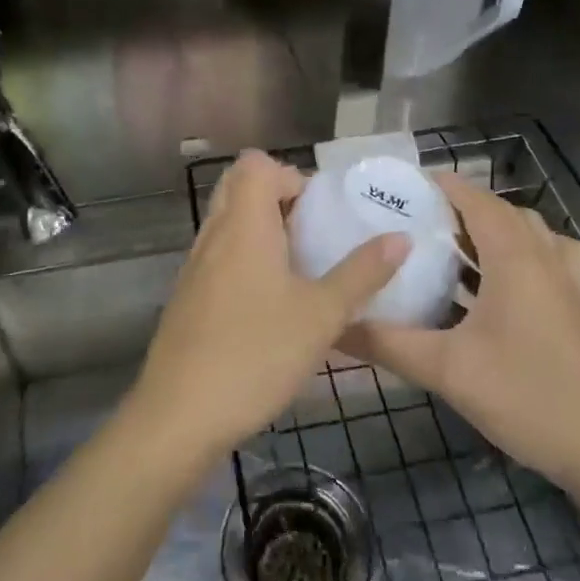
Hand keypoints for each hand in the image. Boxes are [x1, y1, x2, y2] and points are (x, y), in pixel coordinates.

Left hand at [128, 150, 405, 465]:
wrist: (179, 416)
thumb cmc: (256, 355)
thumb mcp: (321, 316)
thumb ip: (362, 273)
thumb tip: (400, 238)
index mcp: (244, 224)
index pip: (257, 165)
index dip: (290, 177)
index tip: (319, 214)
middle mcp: (214, 234)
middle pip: (238, 186)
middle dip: (277, 200)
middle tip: (310, 235)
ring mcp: (194, 266)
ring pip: (227, 223)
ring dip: (260, 230)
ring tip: (298, 270)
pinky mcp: (186, 297)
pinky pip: (217, 255)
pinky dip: (243, 259)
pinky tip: (269, 305)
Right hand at [340, 172, 579, 503]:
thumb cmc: (526, 396)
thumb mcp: (446, 370)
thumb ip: (387, 343)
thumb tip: (333, 327)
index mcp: (514, 257)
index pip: (474, 199)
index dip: (440, 185)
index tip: (400, 188)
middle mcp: (544, 257)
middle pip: (501, 211)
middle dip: (460, 207)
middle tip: (416, 221)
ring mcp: (567, 281)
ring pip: (529, 231)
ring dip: (493, 228)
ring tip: (454, 247)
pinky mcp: (577, 306)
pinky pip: (551, 257)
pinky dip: (524, 252)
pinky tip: (502, 283)